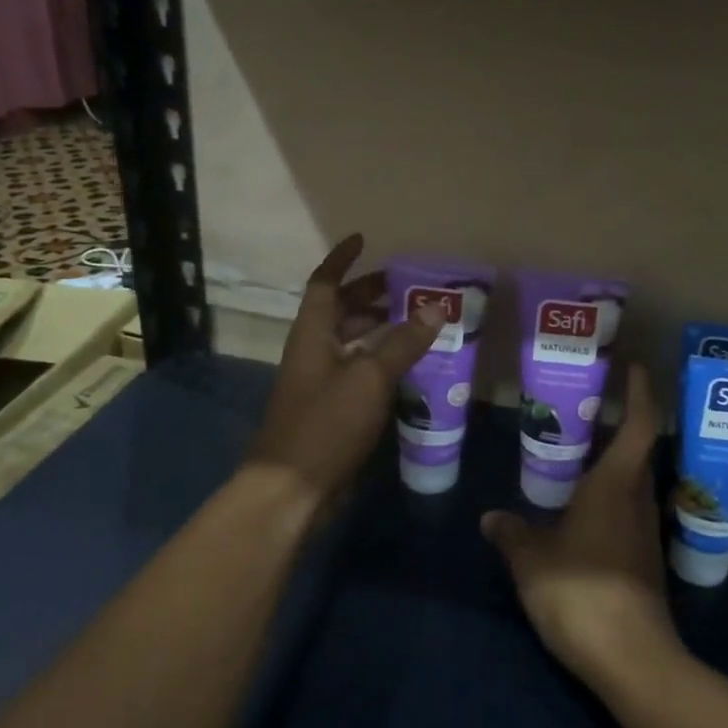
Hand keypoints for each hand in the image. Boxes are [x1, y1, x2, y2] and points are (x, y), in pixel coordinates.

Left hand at [247, 234, 443, 509]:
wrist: (292, 488)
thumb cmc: (326, 423)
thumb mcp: (369, 377)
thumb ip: (402, 342)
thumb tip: (435, 308)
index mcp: (312, 333)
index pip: (325, 283)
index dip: (342, 259)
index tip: (364, 239)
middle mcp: (313, 351)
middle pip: (339, 310)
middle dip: (368, 294)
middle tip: (406, 287)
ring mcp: (319, 381)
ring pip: (349, 341)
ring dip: (377, 328)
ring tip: (415, 322)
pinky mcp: (330, 409)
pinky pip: (357, 370)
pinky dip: (379, 360)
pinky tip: (408, 368)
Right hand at [480, 367, 681, 689]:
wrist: (632, 660)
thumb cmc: (581, 591)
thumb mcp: (532, 560)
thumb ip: (512, 534)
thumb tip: (491, 518)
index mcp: (616, 485)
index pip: (640, 425)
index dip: (640, 393)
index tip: (633, 368)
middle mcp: (638, 501)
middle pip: (641, 452)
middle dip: (625, 425)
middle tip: (592, 409)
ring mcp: (646, 534)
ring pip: (636, 485)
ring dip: (617, 465)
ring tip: (583, 455)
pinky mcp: (645, 564)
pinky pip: (630, 515)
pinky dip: (612, 500)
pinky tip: (585, 512)